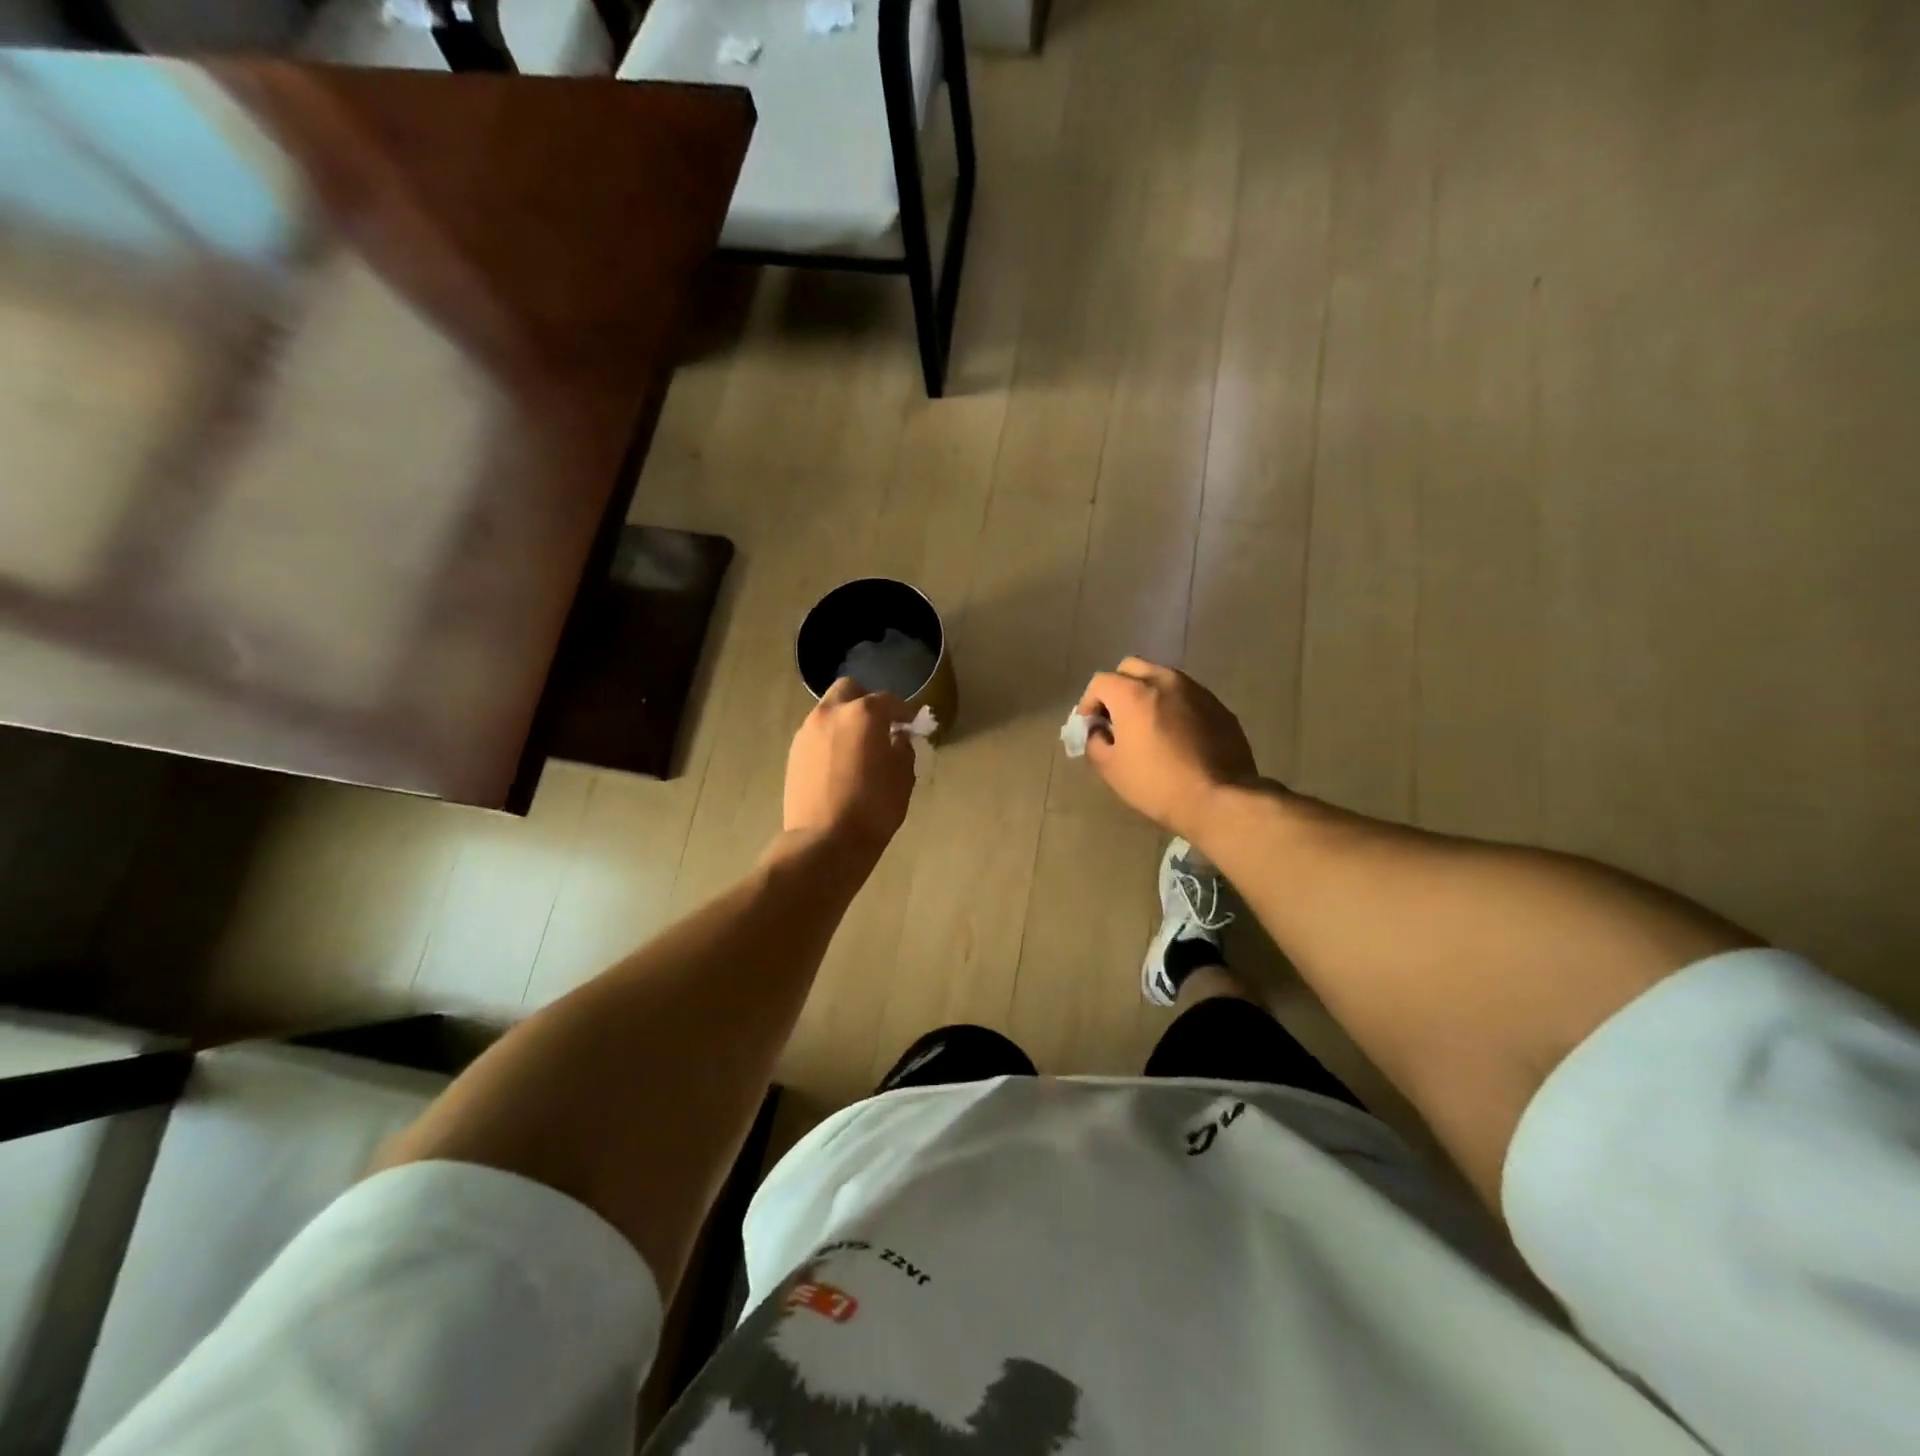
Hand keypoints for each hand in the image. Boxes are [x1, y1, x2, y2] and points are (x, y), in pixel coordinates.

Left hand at [783, 678, 916, 855]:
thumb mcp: (903, 778)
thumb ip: (903, 749)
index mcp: (864, 714)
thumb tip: (897, 739)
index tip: (910, 726)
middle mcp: (832, 713)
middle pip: (849, 691)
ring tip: (858, 747)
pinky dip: (830, 738)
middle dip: (866, 702)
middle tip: (880, 726)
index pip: (888, 701)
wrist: (825, 841)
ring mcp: (807, 731)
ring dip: (845, 720)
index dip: (903, 712)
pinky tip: (839, 762)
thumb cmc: (874, 808)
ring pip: (829, 711)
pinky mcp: (794, 752)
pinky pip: (816, 733)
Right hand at [1075, 658, 1258, 840]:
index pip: (1100, 682)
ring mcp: (1196, 690)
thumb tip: (1100, 732)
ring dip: (1147, 694)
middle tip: (1117, 718)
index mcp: (1134, 693)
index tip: (1090, 726)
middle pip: (1131, 668)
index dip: (1089, 702)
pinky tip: (1176, 735)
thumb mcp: (1111, 769)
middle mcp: (1165, 680)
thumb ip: (1095, 741)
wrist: (1219, 799)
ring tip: (1148, 725)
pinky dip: (1174, 706)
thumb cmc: (1157, 784)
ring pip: (1162, 678)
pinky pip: (1186, 695)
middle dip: (1118, 688)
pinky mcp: (1218, 705)